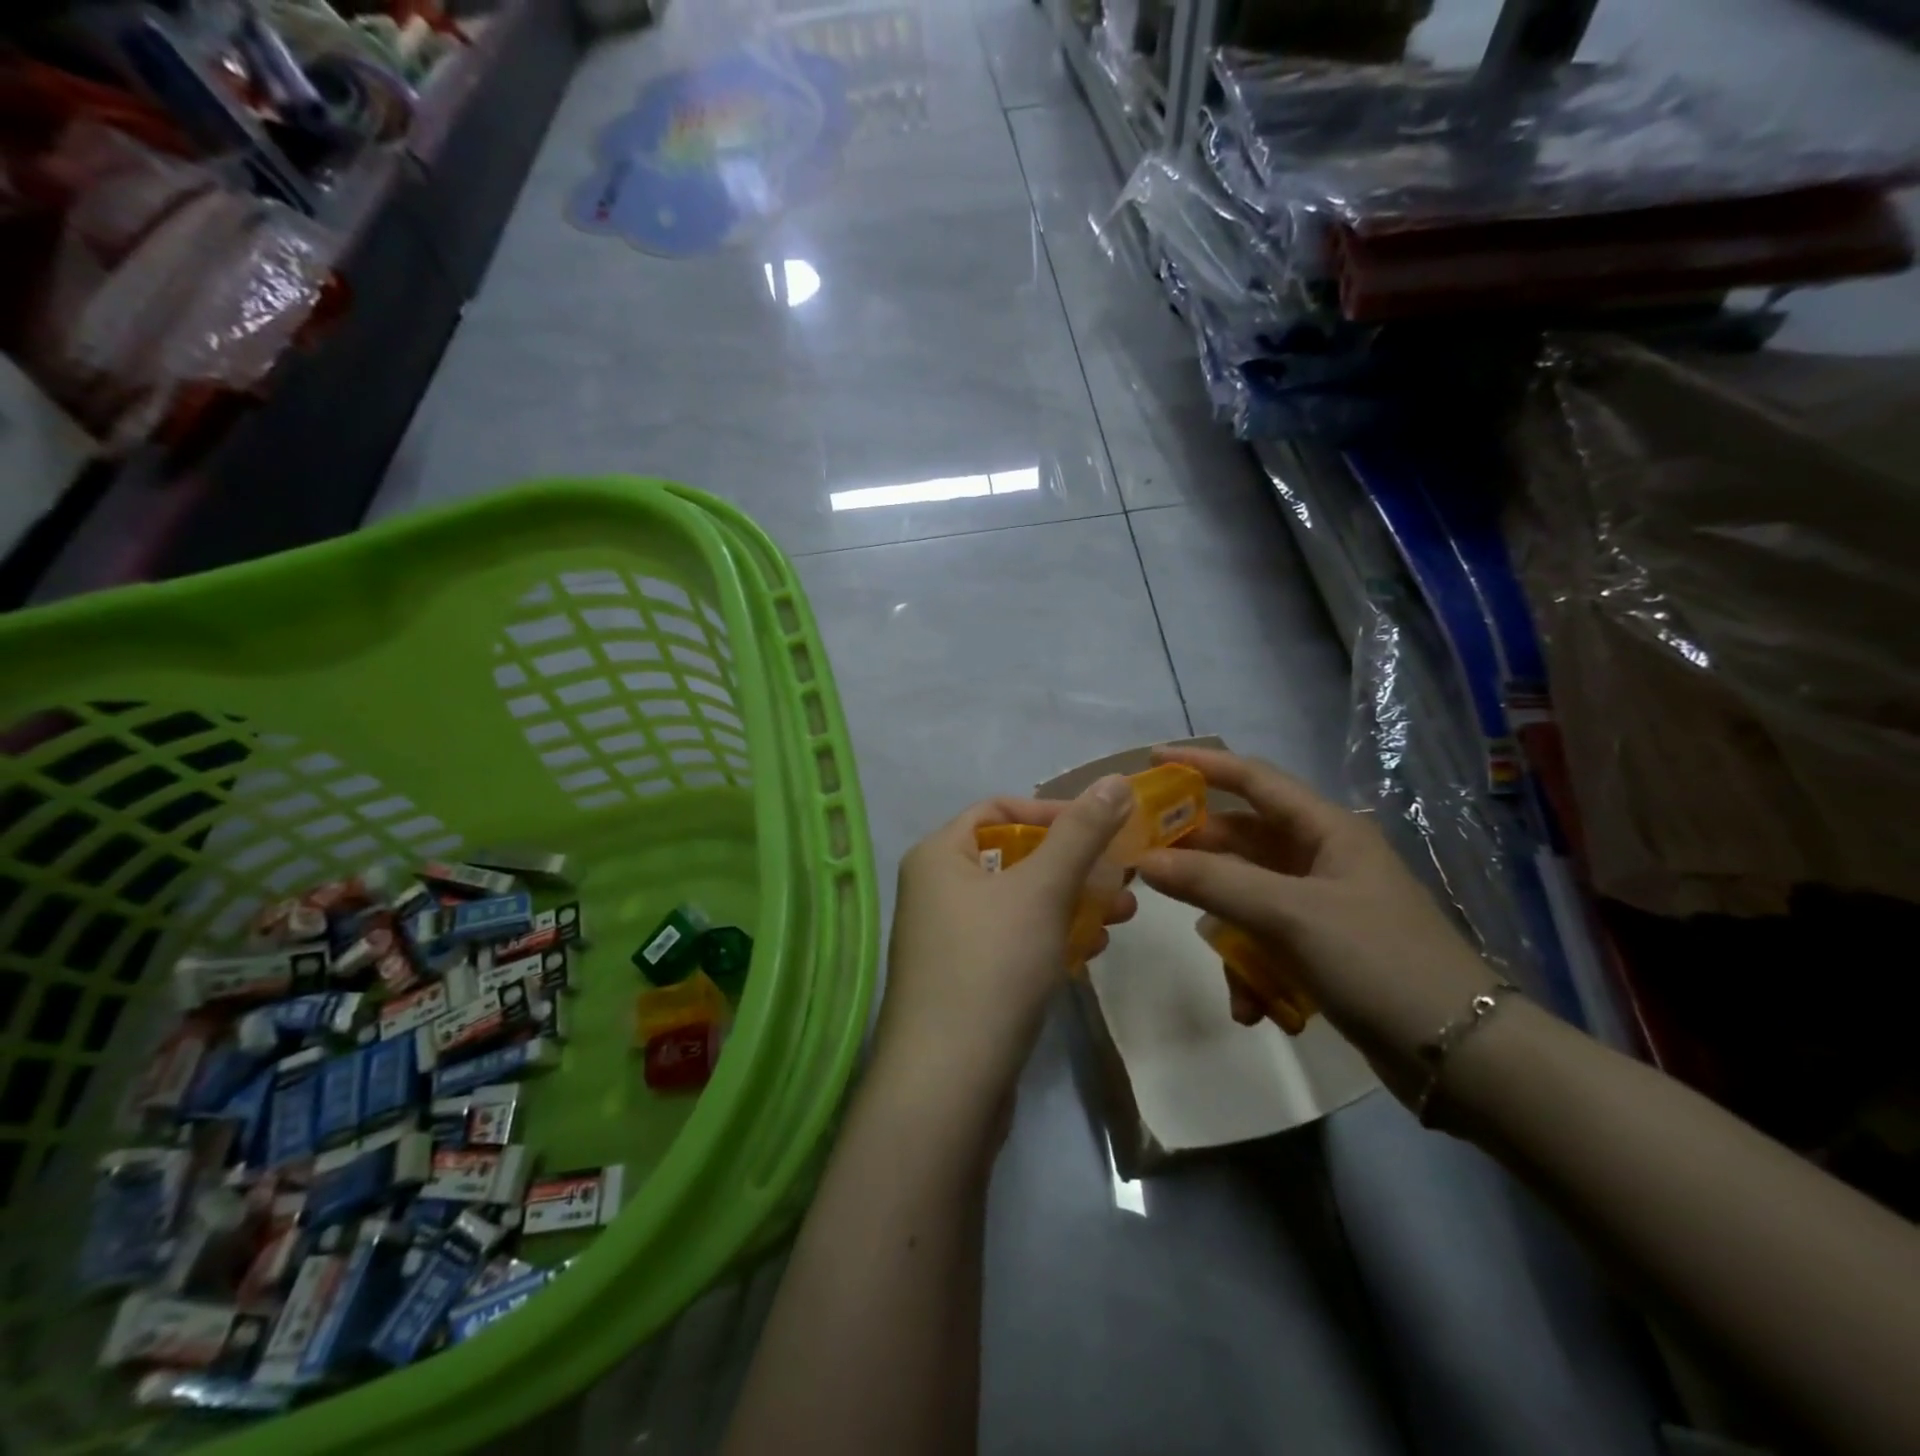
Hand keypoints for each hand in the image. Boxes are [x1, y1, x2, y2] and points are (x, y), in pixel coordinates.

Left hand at [875, 777, 1137, 1104]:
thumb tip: (1117, 779)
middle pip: (1014, 858)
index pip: (998, 811)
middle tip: (1124, 877)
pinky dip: (1051, 938)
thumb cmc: (991, 966)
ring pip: (1020, 903)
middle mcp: (935, 890)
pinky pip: (1014, 941)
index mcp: (938, 856)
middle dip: (1074, 865)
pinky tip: (1089, 952)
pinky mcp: (964, 980)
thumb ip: (1081, 833)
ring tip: (1123, 916)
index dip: (1052, 813)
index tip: (1103, 830)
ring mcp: (947, 938)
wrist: (947, 1084)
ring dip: (1071, 903)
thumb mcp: (1042, 890)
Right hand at [1136, 746, 1498, 1106]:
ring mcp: (1322, 904)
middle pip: (1242, 840)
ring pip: (1248, 896)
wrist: (1461, 1053)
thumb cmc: (1377, 960)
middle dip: (1198, 855)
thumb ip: (1213, 882)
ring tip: (1222, 969)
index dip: (1202, 765)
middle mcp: (1322, 857)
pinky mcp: (1322, 947)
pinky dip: (1252, 969)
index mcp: (1326, 830)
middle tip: (1146, 864)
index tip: (1151, 760)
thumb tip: (1146, 859)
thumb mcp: (1289, 915)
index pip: (1253, 779)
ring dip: (1228, 931)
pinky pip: (1266, 940)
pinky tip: (1250, 1006)